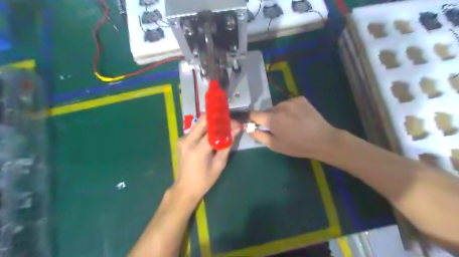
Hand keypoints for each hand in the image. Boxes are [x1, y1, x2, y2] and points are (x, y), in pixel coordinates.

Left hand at [174, 116, 241, 205]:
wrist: (184, 189)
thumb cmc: (204, 181)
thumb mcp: (219, 165)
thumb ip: (227, 145)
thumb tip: (236, 130)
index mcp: (197, 149)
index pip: (213, 129)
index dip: (226, 124)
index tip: (236, 124)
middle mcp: (187, 141)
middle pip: (203, 120)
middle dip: (218, 117)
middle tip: (230, 121)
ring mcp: (182, 139)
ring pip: (199, 123)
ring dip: (212, 122)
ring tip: (224, 126)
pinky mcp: (181, 140)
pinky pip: (195, 129)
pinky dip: (206, 128)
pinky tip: (214, 132)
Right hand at [249, 96, 338, 158]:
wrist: (323, 140)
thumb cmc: (297, 146)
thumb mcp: (275, 145)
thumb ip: (258, 135)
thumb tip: (247, 128)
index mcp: (272, 119)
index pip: (253, 114)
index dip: (254, 121)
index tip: (261, 127)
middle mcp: (279, 106)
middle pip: (266, 111)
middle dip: (268, 118)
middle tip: (279, 129)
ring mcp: (291, 101)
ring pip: (277, 107)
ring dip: (279, 114)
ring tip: (290, 123)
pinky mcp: (300, 99)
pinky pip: (288, 103)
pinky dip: (289, 110)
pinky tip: (298, 117)